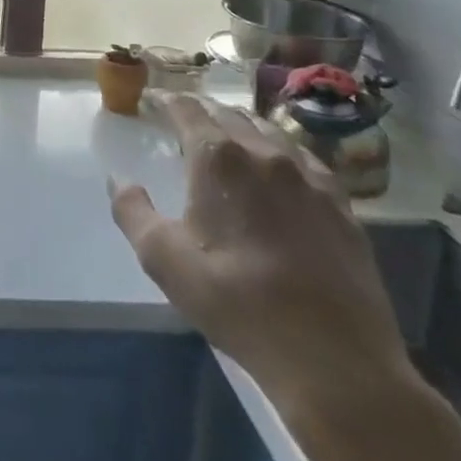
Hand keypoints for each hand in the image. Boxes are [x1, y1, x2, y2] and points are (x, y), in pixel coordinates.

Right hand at [108, 91, 408, 415]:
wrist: (333, 359)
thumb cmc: (236, 302)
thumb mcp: (164, 260)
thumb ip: (132, 211)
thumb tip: (119, 179)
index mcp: (218, 158)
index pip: (187, 109)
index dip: (166, 100)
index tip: (152, 100)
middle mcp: (264, 153)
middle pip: (228, 114)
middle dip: (202, 111)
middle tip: (185, 118)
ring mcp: (309, 177)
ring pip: (269, 131)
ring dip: (242, 126)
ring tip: (229, 136)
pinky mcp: (342, 205)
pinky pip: (305, 159)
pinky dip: (282, 151)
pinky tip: (281, 168)